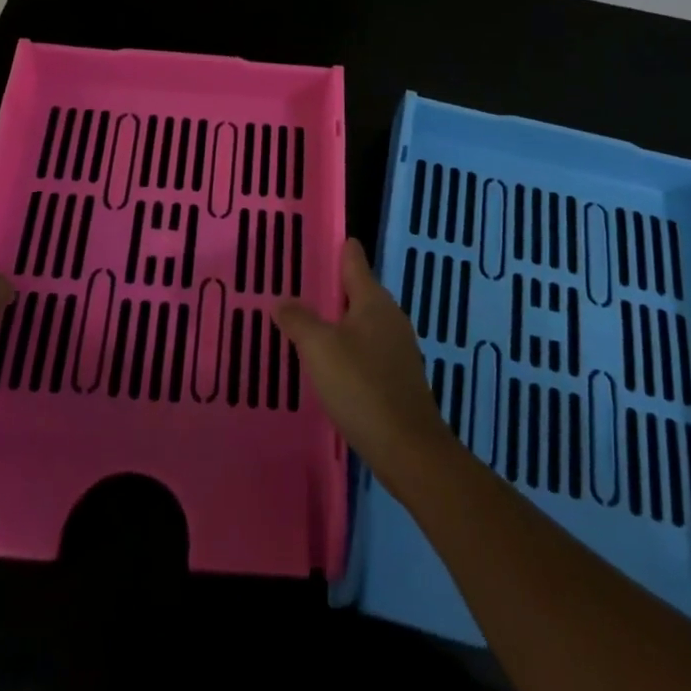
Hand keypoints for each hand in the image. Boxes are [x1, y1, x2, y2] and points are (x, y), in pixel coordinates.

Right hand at [276, 239, 453, 481]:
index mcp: (373, 300)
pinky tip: (329, 363)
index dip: (337, 247)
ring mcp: (398, 348)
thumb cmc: (362, 387)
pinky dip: (348, 348)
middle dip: (331, 286)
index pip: (354, 259)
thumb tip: (282, 300)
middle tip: (298, 284)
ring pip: (362, 322)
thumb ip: (298, 320)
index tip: (315, 240)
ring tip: (307, 323)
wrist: (409, 449)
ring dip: (338, 321)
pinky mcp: (398, 377)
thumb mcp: (320, 349)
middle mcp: (390, 317)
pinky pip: (367, 349)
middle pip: (358, 290)